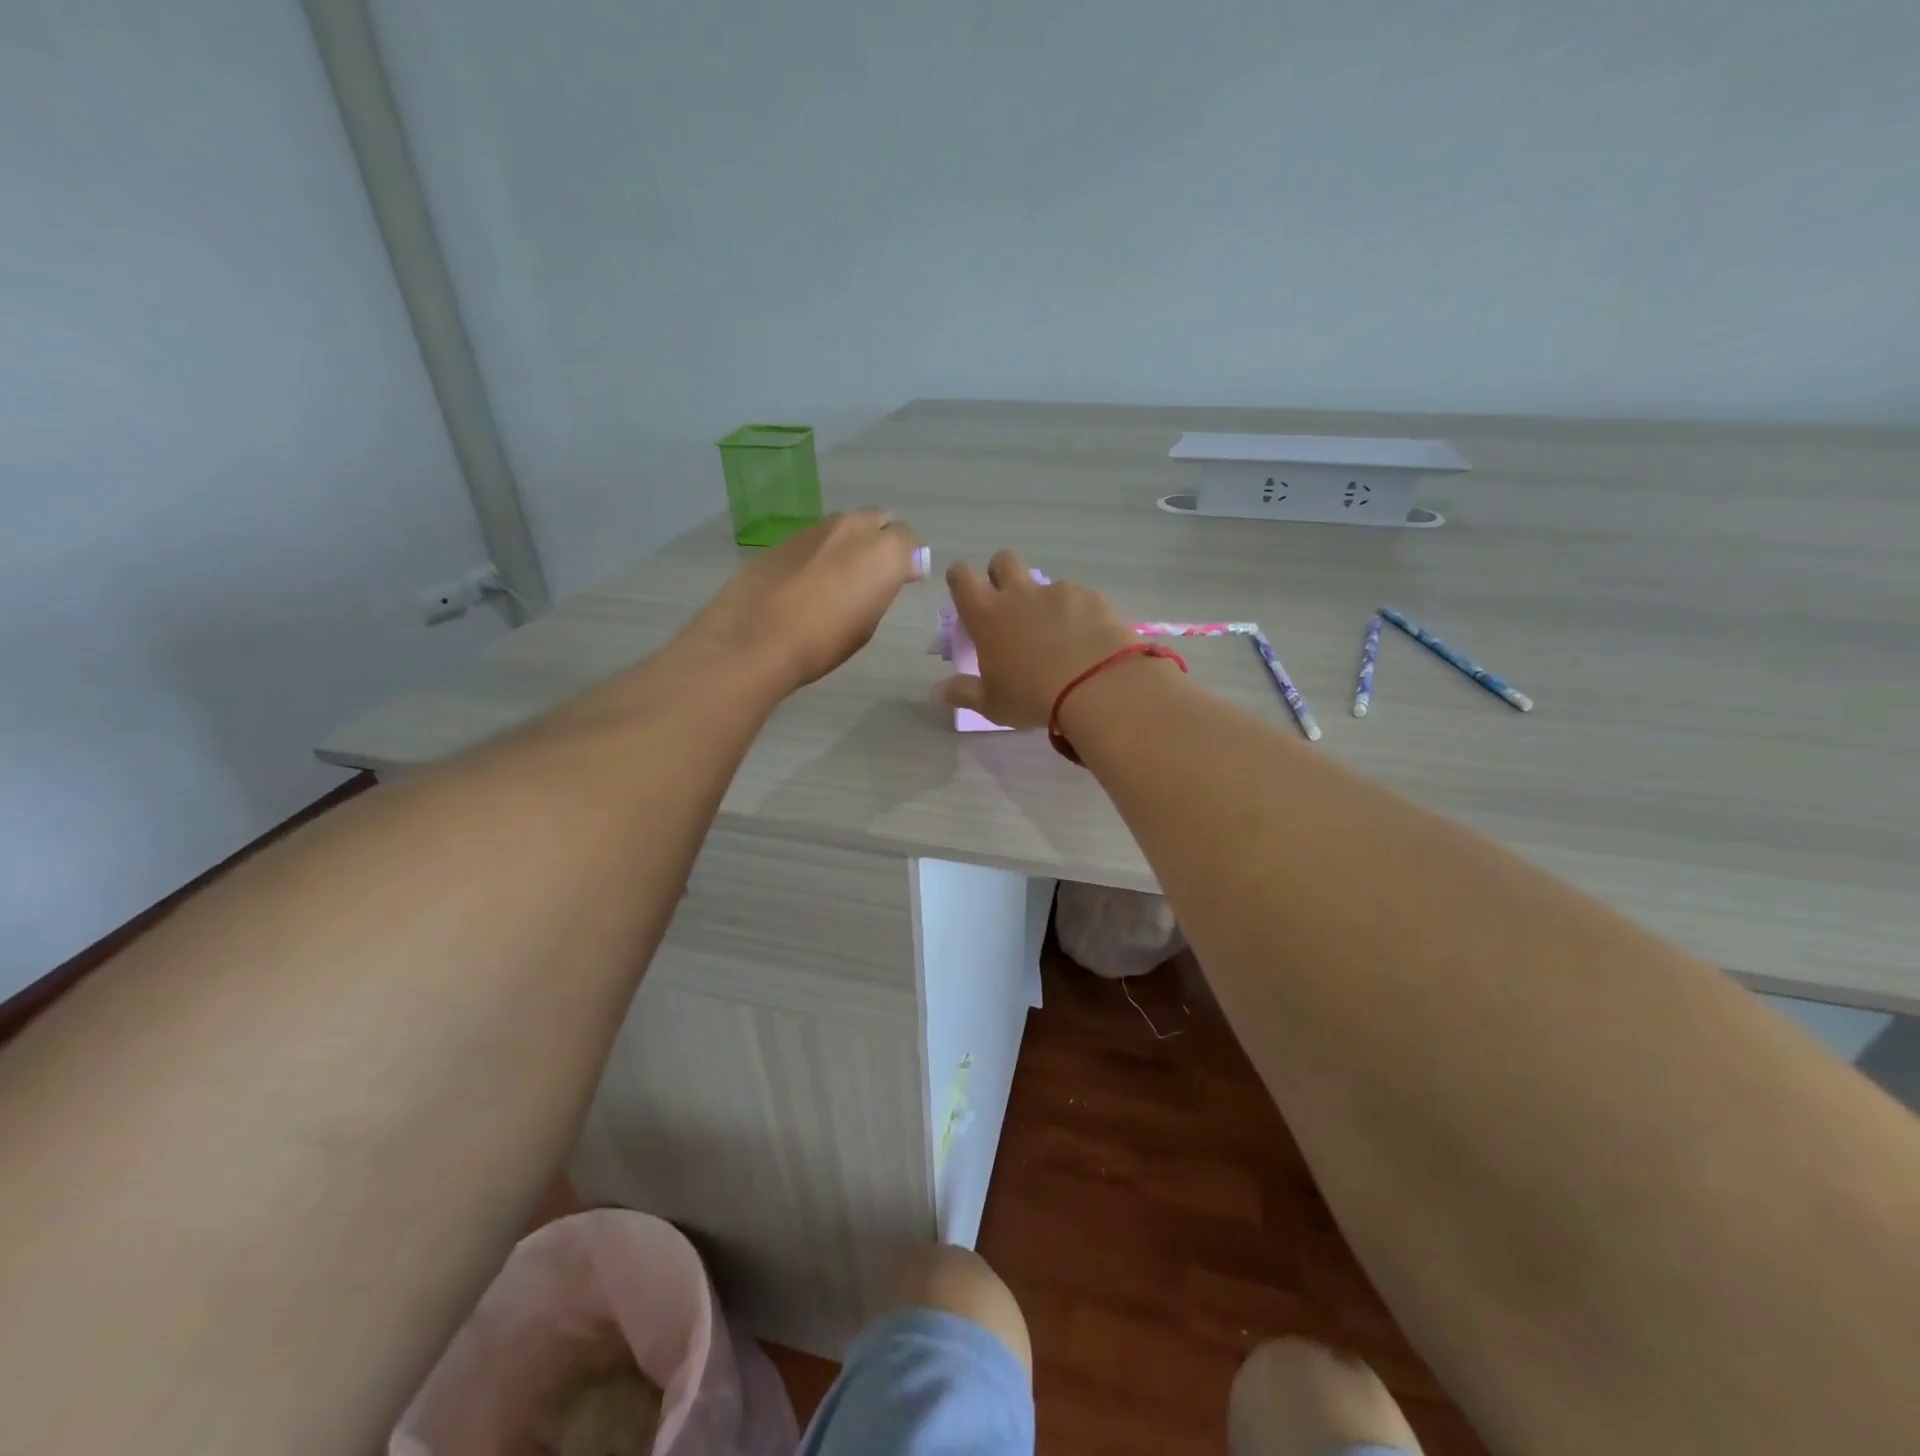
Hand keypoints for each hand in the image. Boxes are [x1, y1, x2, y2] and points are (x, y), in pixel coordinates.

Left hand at [691, 511, 924, 692]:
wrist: (755, 637)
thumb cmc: (823, 641)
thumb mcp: (867, 622)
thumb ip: (883, 588)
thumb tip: (894, 572)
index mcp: (883, 551)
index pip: (909, 538)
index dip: (908, 558)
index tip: (903, 579)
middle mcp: (853, 528)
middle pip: (879, 520)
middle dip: (882, 540)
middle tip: (874, 573)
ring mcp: (817, 528)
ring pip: (846, 526)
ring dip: (851, 543)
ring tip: (841, 577)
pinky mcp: (787, 537)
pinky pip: (817, 538)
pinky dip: (822, 552)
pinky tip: (810, 580)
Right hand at [935, 549, 1142, 727]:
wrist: (1096, 686)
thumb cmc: (1032, 696)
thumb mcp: (992, 704)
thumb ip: (964, 692)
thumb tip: (939, 690)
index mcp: (986, 615)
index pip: (961, 578)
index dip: (960, 579)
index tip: (964, 592)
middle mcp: (1019, 594)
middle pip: (1002, 560)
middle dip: (1000, 573)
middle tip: (1007, 603)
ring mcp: (1057, 592)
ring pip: (1043, 582)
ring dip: (1042, 600)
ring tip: (1056, 633)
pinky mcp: (1090, 597)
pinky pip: (1077, 597)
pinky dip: (1077, 613)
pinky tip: (1086, 639)